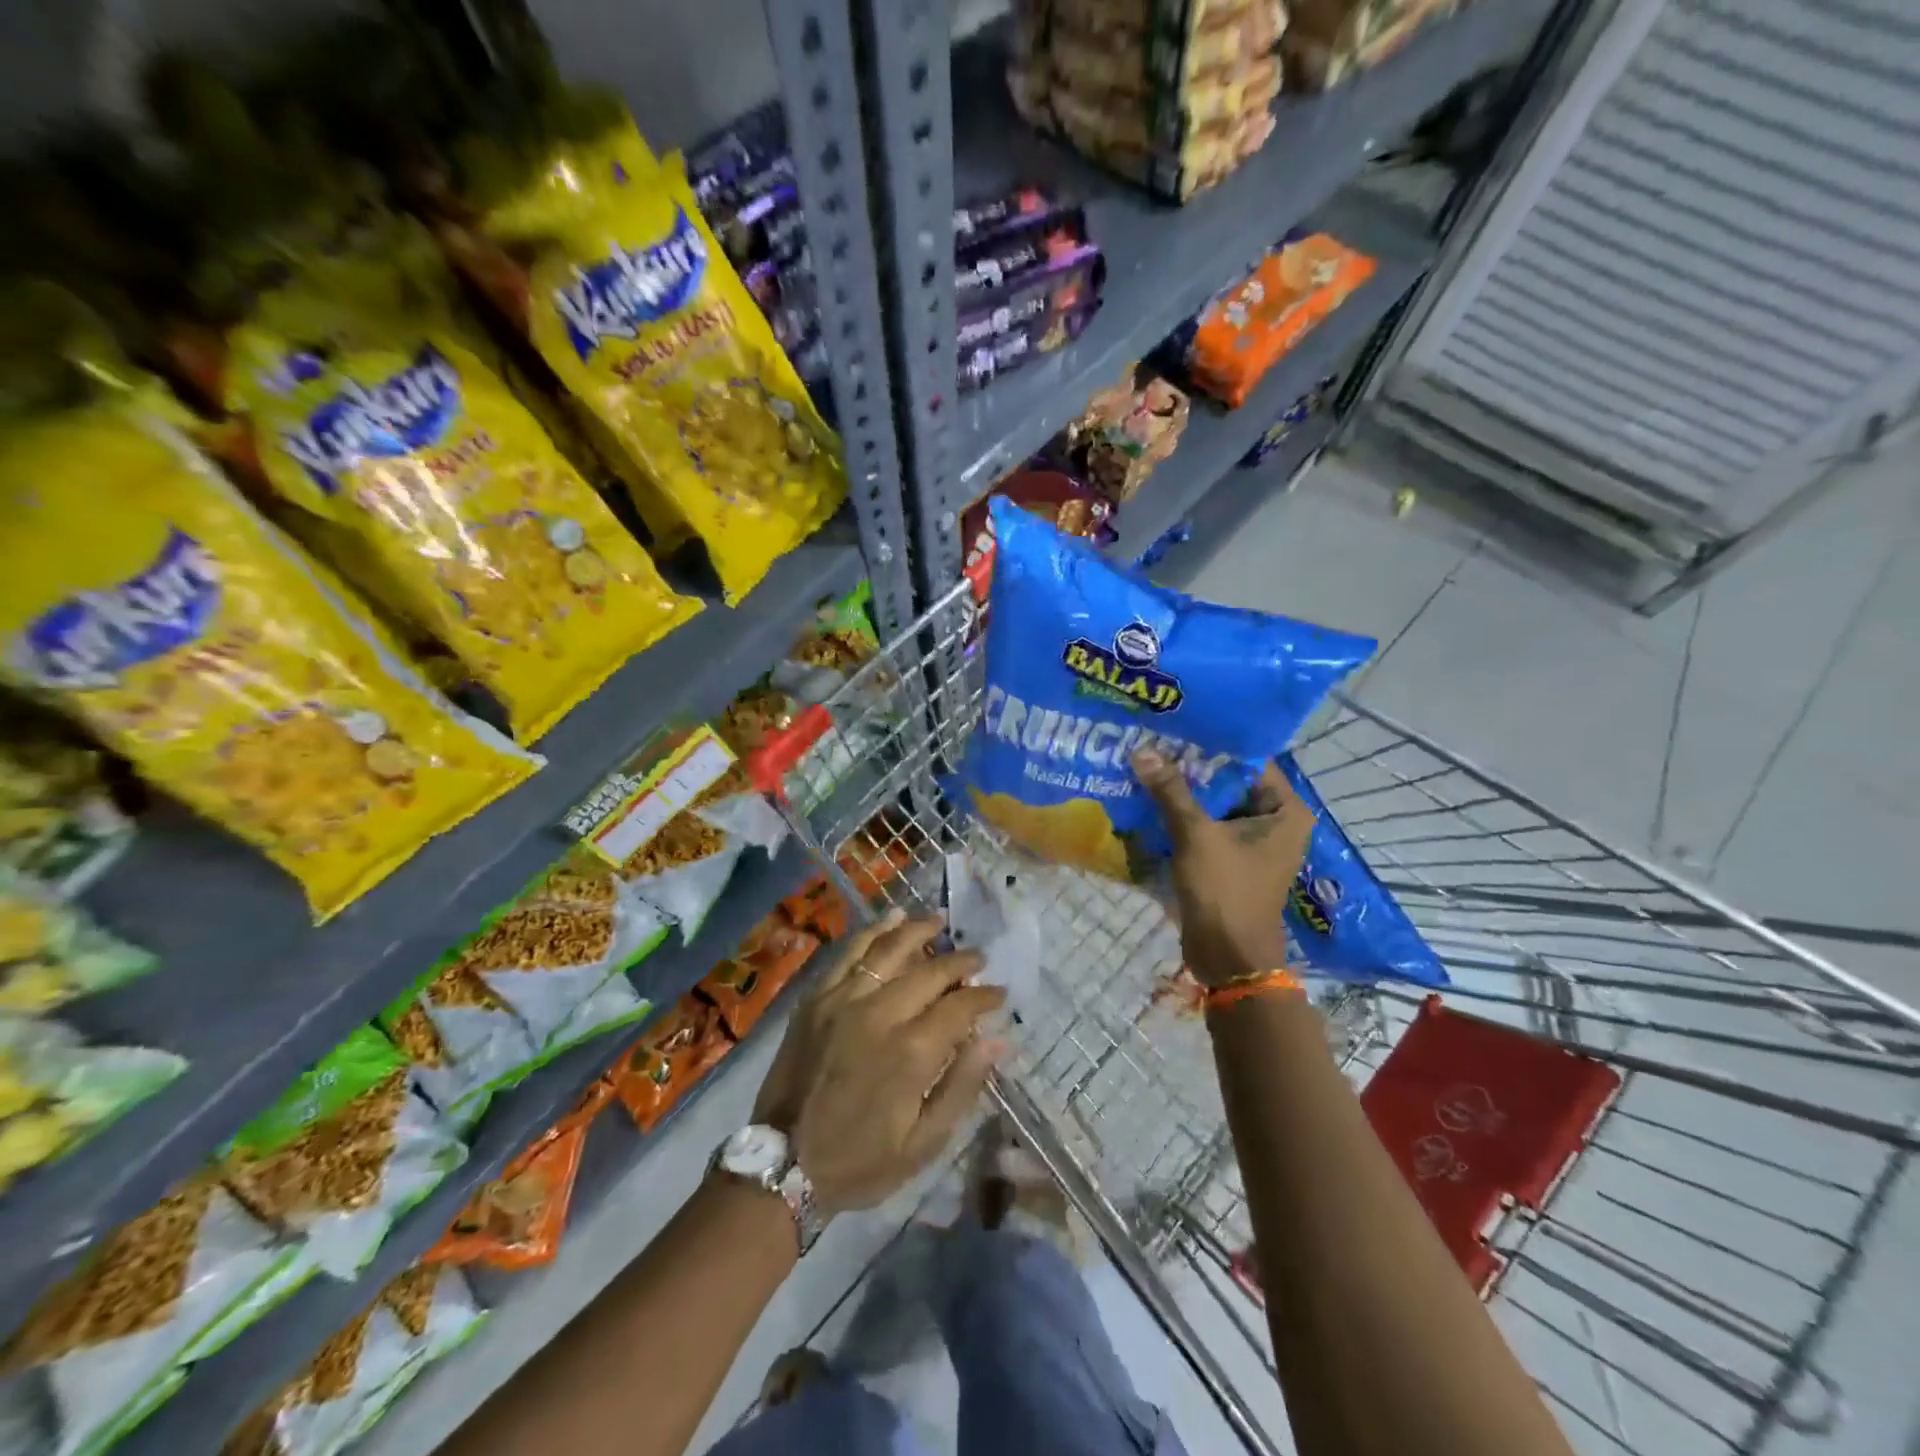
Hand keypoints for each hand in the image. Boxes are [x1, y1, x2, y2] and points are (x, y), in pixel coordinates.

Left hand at [753, 912, 1006, 1217]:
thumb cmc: (860, 1161)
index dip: (985, 996)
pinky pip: (849, 953)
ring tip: (939, 920)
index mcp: (912, 1052)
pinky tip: (891, 917)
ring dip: (919, 930)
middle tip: (978, 956)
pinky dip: (873, 932)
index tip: (999, 993)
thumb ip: (962, 1086)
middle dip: (960, 961)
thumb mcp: (923, 1144)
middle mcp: (880, 1014)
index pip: (960, 1006)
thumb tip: (997, 1040)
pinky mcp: (816, 998)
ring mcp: (843, 1000)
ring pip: (889, 950)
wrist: (781, 1165)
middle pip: (930, 971)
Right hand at [1133, 748, 1313, 987]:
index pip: (1249, 760)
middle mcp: (1275, 822)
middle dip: (1192, 767)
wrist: (1227, 958)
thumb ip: (1171, 791)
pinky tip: (1150, 799)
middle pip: (1229, 781)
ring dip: (1184, 791)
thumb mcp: (1195, 835)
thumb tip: (1142, 751)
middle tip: (1154, 741)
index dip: (1213, 743)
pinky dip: (1183, 816)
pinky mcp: (1231, 860)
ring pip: (1214, 804)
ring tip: (1146, 763)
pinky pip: (1206, 826)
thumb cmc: (1224, 891)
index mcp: (1284, 810)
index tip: (1178, 725)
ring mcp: (1252, 843)